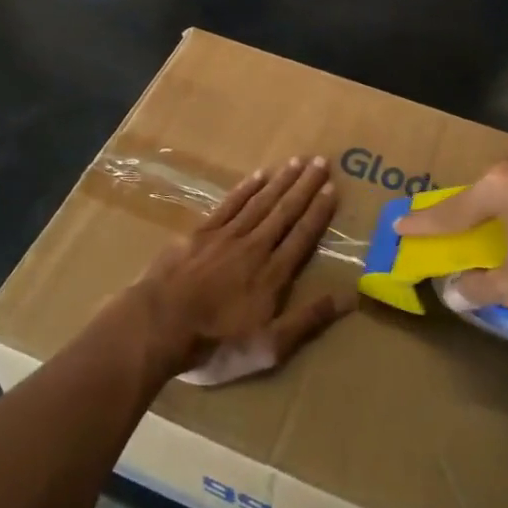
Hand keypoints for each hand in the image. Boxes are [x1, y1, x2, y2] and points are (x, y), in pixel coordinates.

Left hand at [128, 156, 350, 386]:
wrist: (157, 326)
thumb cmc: (215, 344)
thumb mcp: (269, 347)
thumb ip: (309, 320)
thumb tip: (350, 297)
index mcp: (273, 274)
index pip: (302, 235)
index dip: (319, 211)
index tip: (332, 187)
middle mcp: (254, 246)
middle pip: (285, 211)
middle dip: (305, 186)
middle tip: (321, 161)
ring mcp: (225, 237)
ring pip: (260, 202)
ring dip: (280, 181)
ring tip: (297, 161)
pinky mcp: (199, 233)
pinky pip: (229, 204)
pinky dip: (245, 188)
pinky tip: (258, 175)